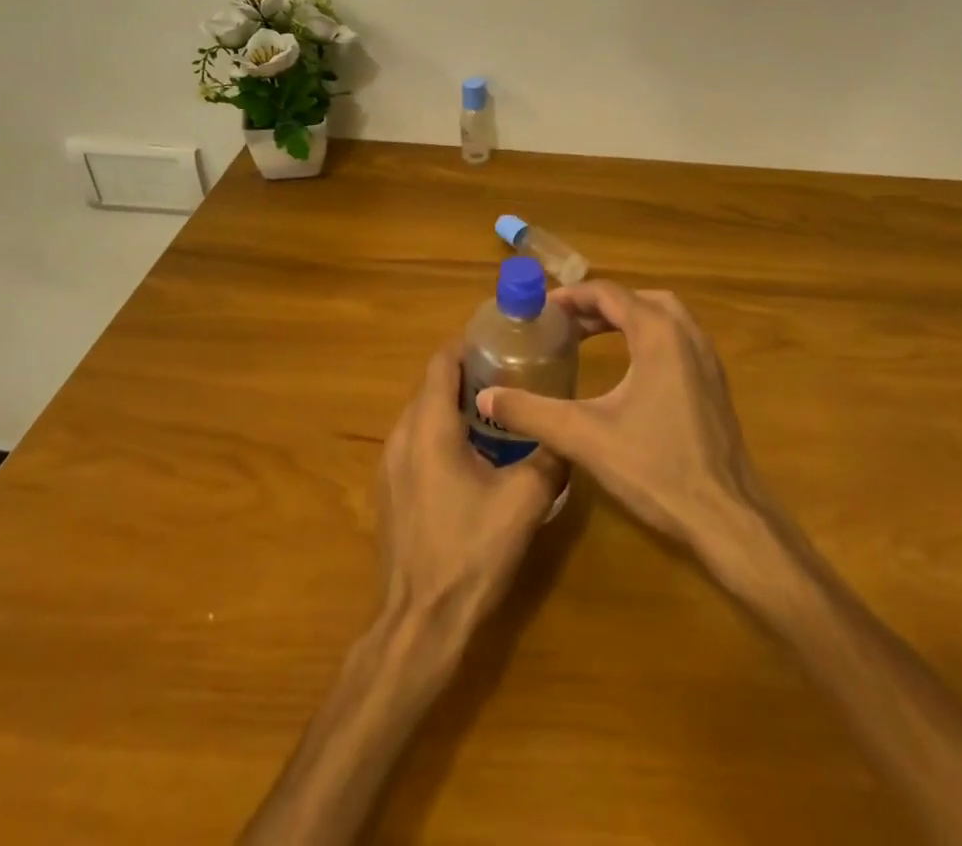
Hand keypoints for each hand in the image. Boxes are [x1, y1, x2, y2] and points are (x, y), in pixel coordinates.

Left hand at [377, 340, 564, 636]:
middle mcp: (401, 435)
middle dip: (470, 373)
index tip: (503, 339)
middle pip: (433, 385)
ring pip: (424, 414)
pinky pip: (417, 442)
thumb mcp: (524, 501)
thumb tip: (571, 432)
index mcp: (429, 426)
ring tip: (500, 410)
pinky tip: (475, 455)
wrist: (420, 623)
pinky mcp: (391, 490)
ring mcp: (390, 464)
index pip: (442, 361)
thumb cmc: (470, 553)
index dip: (470, 343)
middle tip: (513, 372)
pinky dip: (443, 432)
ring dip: (456, 404)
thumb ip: (550, 457)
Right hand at [475, 281, 763, 553]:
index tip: (541, 310)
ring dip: (625, 319)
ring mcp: (707, 357)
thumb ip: (531, 412)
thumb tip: (486, 396)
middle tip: (563, 325)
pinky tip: (628, 370)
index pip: (609, 294)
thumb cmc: (655, 468)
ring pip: (661, 316)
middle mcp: (686, 334)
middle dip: (597, 306)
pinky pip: (676, 339)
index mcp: (658, 333)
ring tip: (590, 337)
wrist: (726, 516)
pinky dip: (647, 337)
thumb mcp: (584, 437)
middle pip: (636, 299)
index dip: (571, 297)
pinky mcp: (715, 382)